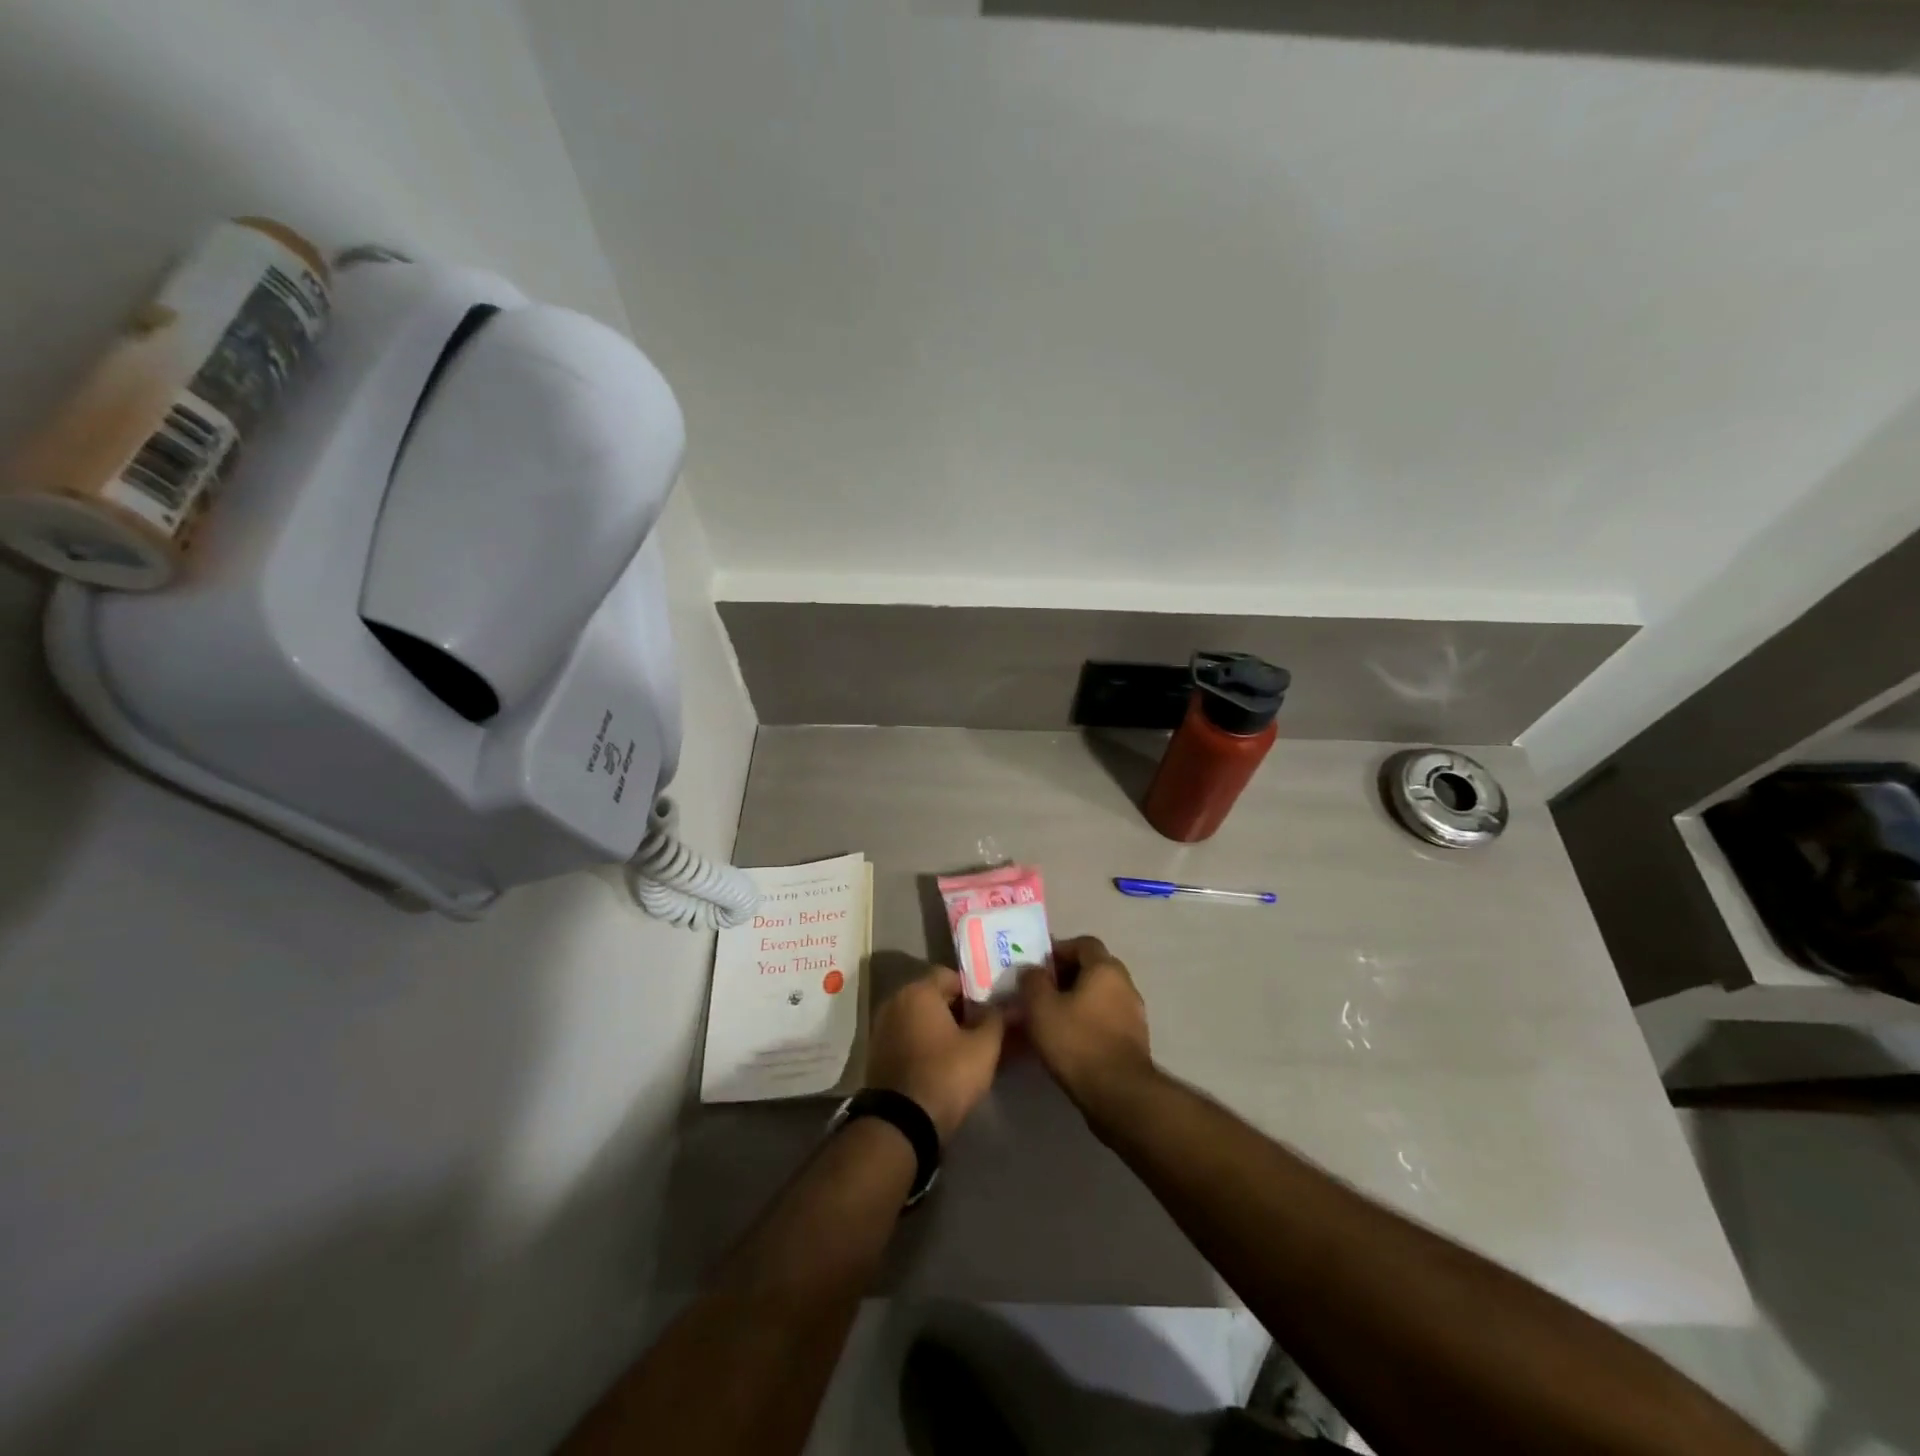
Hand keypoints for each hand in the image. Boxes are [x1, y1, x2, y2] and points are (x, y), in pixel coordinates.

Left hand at [868, 966, 1005, 1142]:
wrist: (901, 1124)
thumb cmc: (946, 1075)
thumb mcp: (983, 1047)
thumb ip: (997, 1019)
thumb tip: (1010, 1005)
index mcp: (918, 991)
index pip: (950, 975)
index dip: (974, 990)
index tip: (991, 1010)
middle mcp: (895, 1001)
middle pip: (934, 996)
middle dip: (959, 1010)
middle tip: (983, 1030)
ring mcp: (882, 1028)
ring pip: (920, 1018)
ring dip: (942, 1028)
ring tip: (967, 1049)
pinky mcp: (877, 1054)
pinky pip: (908, 1037)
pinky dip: (925, 1044)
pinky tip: (944, 1063)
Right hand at [1018, 935, 1154, 1115]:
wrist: (1118, 1093)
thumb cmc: (1076, 1041)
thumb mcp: (1041, 1008)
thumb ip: (1033, 981)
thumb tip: (1032, 970)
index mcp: (1105, 968)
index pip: (1083, 943)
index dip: (1059, 949)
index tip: (1038, 967)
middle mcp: (1125, 984)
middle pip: (1094, 967)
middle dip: (1067, 975)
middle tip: (1042, 991)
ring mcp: (1134, 1013)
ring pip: (1101, 994)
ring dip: (1079, 999)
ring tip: (1053, 1016)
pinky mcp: (1135, 1039)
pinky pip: (1108, 1017)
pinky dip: (1090, 1020)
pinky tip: (1071, 1038)